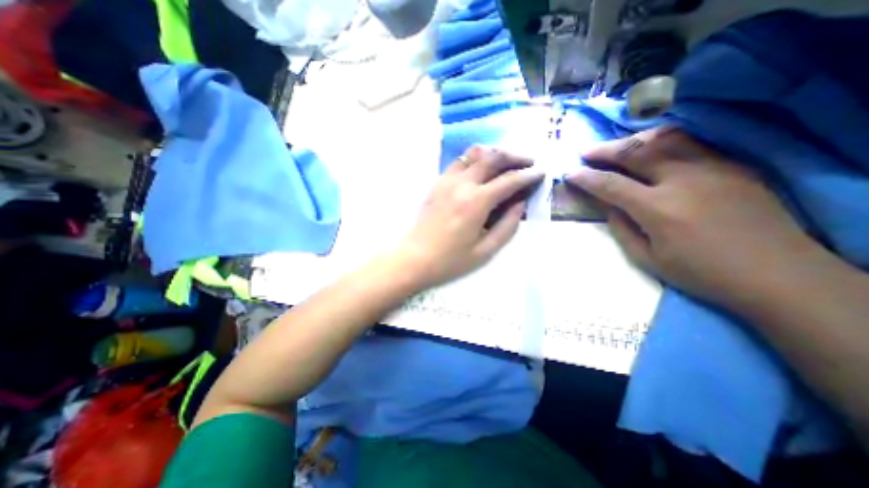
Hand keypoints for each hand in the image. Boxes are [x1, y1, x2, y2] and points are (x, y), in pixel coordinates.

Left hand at [397, 147, 540, 288]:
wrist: (414, 258)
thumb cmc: (450, 260)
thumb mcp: (485, 250)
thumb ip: (508, 226)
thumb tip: (520, 204)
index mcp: (476, 202)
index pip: (509, 180)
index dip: (529, 175)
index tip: (541, 172)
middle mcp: (462, 184)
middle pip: (492, 157)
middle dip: (515, 156)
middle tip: (527, 162)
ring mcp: (446, 180)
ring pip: (474, 154)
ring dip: (493, 154)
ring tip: (505, 163)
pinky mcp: (437, 183)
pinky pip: (458, 162)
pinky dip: (474, 160)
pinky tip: (480, 170)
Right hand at [568, 126, 819, 308]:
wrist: (777, 274)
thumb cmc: (700, 272)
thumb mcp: (647, 258)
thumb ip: (621, 228)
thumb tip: (607, 205)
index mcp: (658, 209)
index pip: (610, 184)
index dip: (586, 178)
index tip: (570, 173)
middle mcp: (683, 180)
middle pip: (636, 153)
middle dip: (604, 151)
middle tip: (586, 152)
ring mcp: (713, 168)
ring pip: (665, 139)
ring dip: (634, 140)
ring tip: (616, 146)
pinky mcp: (733, 166)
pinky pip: (691, 144)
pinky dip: (663, 142)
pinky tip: (652, 149)